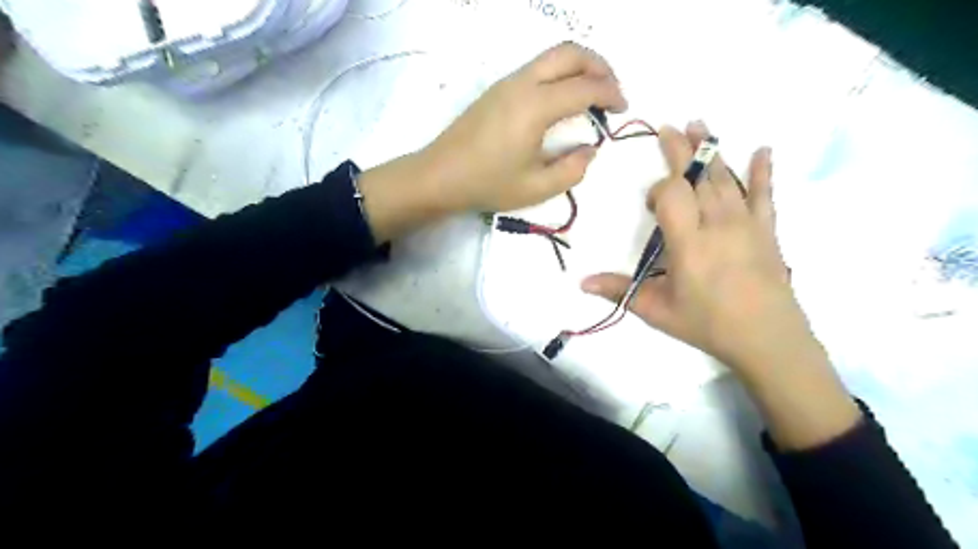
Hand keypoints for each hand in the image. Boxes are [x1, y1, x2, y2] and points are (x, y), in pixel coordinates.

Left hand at [414, 41, 626, 212]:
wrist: (439, 176)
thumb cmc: (487, 184)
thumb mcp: (536, 188)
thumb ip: (572, 170)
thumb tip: (589, 150)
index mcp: (535, 106)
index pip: (585, 87)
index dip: (611, 94)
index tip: (623, 109)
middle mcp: (522, 83)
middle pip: (570, 53)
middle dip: (600, 66)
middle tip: (613, 91)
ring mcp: (506, 82)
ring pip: (552, 56)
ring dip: (579, 67)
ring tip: (592, 94)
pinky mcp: (497, 89)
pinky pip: (537, 68)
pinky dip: (560, 73)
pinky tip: (563, 99)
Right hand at [587, 120, 810, 377]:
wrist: (767, 340)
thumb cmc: (707, 324)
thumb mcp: (656, 310)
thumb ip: (619, 291)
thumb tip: (581, 282)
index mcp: (688, 242)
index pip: (672, 195)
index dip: (659, 190)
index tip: (651, 204)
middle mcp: (717, 224)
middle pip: (698, 177)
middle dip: (682, 150)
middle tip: (670, 126)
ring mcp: (746, 224)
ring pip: (726, 179)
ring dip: (712, 151)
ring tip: (700, 125)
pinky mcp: (767, 231)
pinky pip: (764, 196)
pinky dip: (762, 173)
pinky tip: (763, 150)